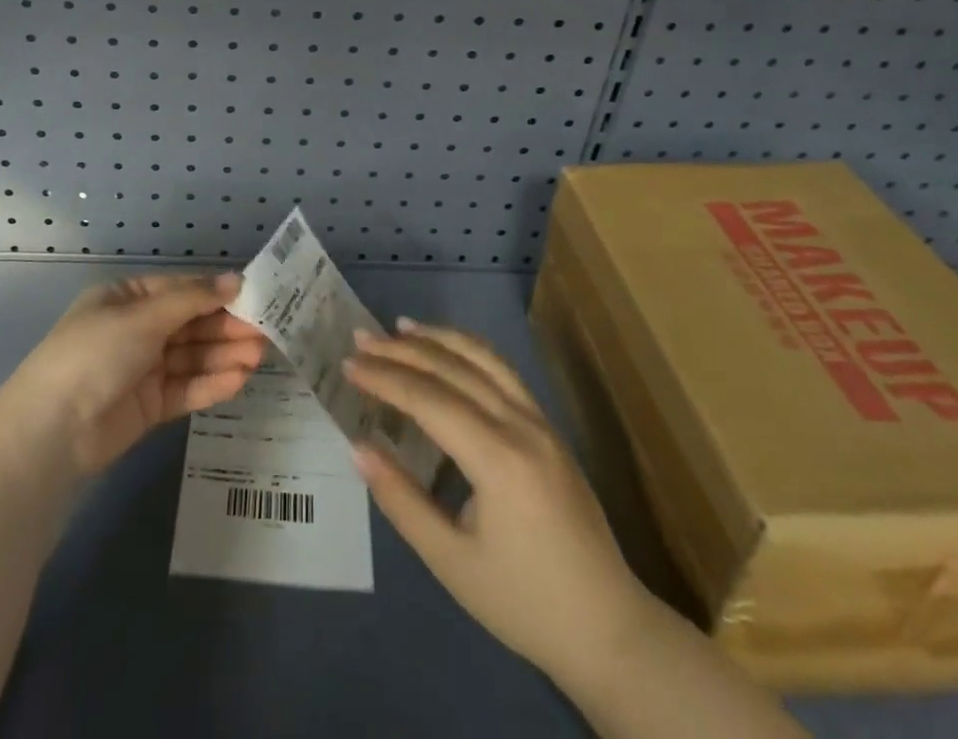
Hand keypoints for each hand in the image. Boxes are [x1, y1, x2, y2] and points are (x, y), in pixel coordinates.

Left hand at [7, 273, 269, 475]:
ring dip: (224, 355)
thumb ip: (193, 300)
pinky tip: (239, 379)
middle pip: (189, 324)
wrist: (52, 431)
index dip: (215, 293)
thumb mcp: (143, 317)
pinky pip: (185, 388)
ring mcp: (142, 369)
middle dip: (225, 327)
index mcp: (125, 299)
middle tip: (267, 330)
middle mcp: (135, 330)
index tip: (254, 296)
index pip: (180, 290)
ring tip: (260, 355)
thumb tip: (235, 279)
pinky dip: (211, 383)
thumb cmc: (95, 354)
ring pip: (191, 357)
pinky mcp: (148, 406)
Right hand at [344, 320, 649, 680]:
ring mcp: (541, 422)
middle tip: (361, 338)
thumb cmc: (523, 602)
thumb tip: (358, 447)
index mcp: (499, 459)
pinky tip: (449, 351)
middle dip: (403, 350)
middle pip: (454, 369)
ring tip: (400, 327)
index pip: (430, 399)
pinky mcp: (549, 429)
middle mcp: (521, 426)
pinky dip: (470, 351)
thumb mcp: (451, 561)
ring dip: (439, 339)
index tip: (348, 364)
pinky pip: (504, 372)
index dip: (385, 378)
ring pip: (484, 359)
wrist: (608, 630)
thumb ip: (401, 499)